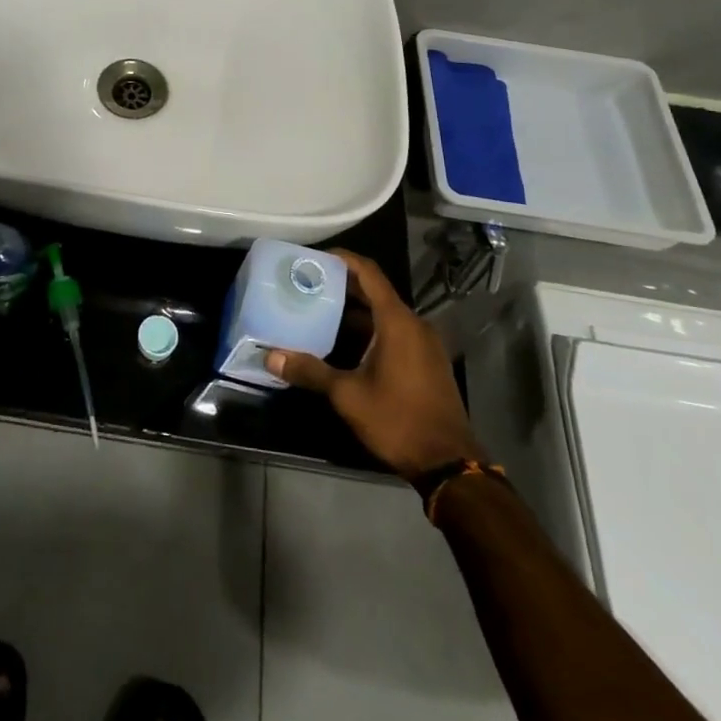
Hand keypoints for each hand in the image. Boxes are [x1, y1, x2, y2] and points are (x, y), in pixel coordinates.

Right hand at [265, 249, 482, 479]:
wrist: (449, 463)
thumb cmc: (397, 419)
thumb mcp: (347, 395)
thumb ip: (310, 371)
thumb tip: (271, 357)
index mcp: (397, 322)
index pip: (368, 273)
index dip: (342, 259)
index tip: (314, 257)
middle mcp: (414, 324)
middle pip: (376, 291)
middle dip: (343, 285)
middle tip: (308, 284)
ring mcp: (424, 344)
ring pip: (385, 314)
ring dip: (355, 311)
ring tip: (319, 311)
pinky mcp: (427, 362)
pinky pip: (395, 332)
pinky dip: (370, 329)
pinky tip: (345, 344)